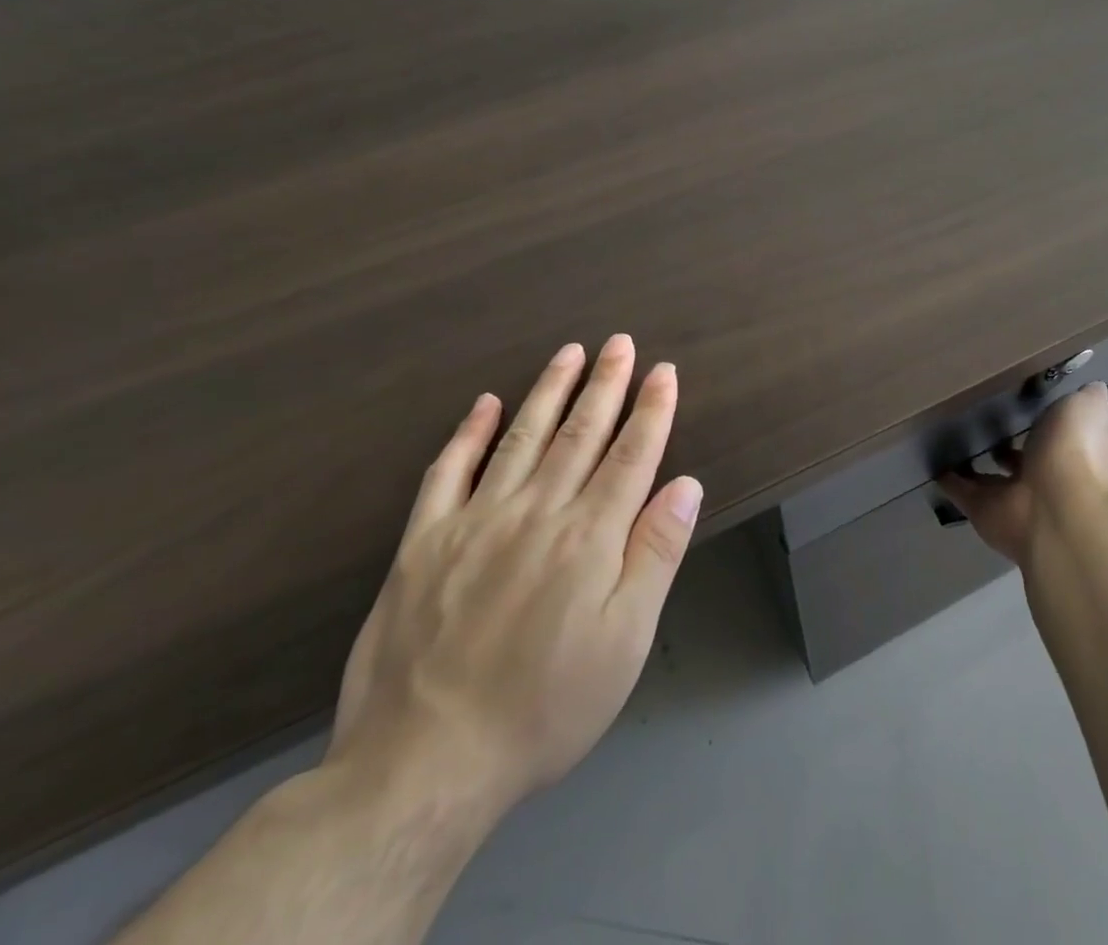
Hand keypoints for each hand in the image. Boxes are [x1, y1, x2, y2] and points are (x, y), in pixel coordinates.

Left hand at [326, 335, 702, 824]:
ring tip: (569, 353)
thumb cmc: (544, 706)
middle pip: (581, 433)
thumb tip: (685, 484)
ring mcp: (475, 522)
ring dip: (549, 391)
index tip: (663, 371)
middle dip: (606, 384)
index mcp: (589, 537)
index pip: (631, 455)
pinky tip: (484, 404)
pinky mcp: (423, 543)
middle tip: (620, 343)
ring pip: (522, 438)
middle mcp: (537, 512)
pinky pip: (448, 472)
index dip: (651, 409)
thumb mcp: (624, 642)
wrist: (423, 765)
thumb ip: (656, 554)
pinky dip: (467, 433)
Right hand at [938, 382, 1107, 568]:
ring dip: (976, 461)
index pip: (1061, 430)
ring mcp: (1015, 495)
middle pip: (1025, 454)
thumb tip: (1091, 388)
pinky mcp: (984, 509)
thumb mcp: (1088, 407)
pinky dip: (949, 479)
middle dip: (1010, 439)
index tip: (1024, 394)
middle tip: (981, 412)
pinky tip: (933, 459)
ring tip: (952, 433)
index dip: (1048, 415)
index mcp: (1075, 450)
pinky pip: (963, 491)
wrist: (1055, 510)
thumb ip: (1087, 398)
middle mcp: (1048, 474)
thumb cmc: (1075, 450)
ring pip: (992, 476)